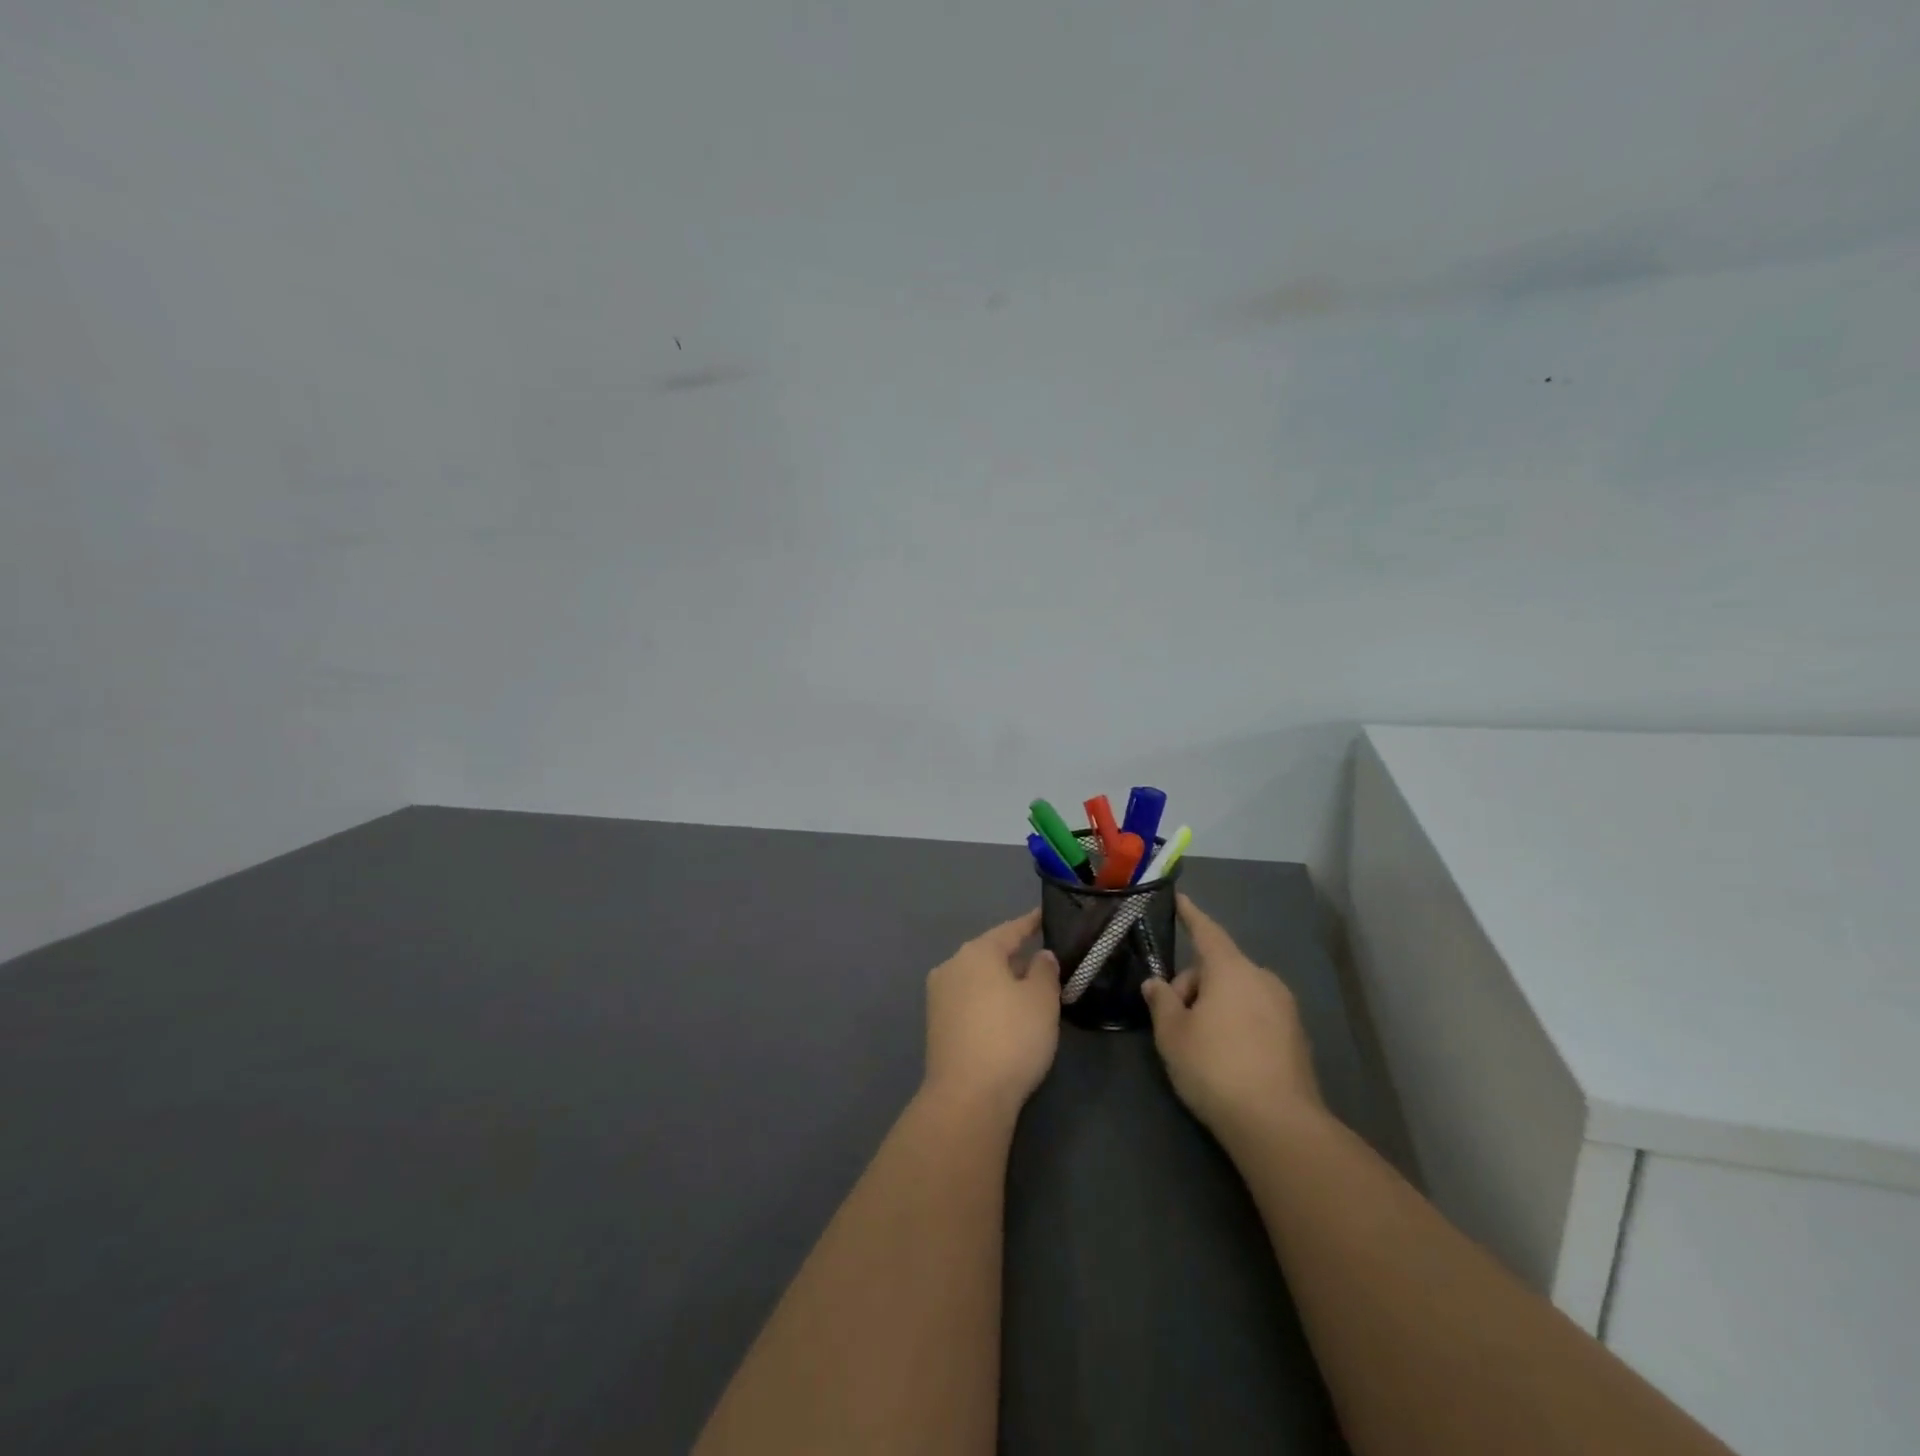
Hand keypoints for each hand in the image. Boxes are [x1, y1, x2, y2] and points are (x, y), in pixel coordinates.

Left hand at [921, 909, 1060, 1116]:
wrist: (966, 1097)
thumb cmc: (1010, 1038)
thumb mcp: (1041, 1001)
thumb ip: (1044, 971)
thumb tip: (1040, 956)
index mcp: (977, 952)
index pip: (1010, 930)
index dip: (1031, 923)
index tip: (1046, 915)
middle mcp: (952, 966)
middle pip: (990, 953)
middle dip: (1016, 955)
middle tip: (1043, 958)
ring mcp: (939, 996)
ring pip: (978, 978)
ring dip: (1001, 980)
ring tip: (1028, 987)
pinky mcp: (936, 1025)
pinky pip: (969, 1000)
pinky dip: (988, 1000)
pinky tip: (1005, 1014)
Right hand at [1141, 895, 1323, 1140]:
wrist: (1278, 1125)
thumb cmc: (1215, 1067)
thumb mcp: (1172, 1034)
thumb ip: (1162, 1002)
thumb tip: (1157, 984)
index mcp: (1231, 969)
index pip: (1206, 931)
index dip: (1190, 915)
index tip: (1180, 897)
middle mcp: (1262, 979)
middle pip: (1219, 968)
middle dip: (1193, 985)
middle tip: (1173, 1021)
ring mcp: (1285, 1008)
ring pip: (1238, 992)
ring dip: (1215, 1005)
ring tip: (1199, 1043)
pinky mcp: (1296, 1038)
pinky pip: (1256, 1015)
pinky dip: (1237, 1023)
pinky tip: (1227, 1058)